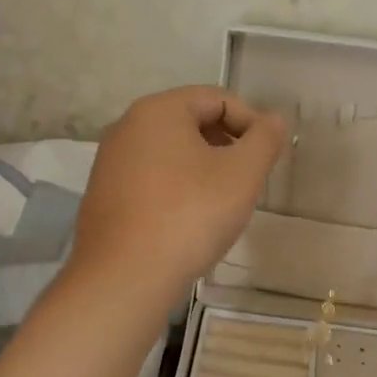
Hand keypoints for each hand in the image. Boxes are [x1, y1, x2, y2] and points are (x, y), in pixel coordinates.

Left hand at [72, 86, 287, 300]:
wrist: (124, 278)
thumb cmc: (189, 216)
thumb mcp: (242, 174)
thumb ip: (265, 140)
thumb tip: (272, 121)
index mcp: (158, 110)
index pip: (217, 98)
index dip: (251, 122)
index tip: (268, 157)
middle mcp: (127, 127)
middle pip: (192, 123)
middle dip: (227, 146)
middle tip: (249, 180)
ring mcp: (110, 163)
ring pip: (171, 153)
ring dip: (204, 169)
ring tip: (223, 204)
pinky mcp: (104, 197)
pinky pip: (152, 179)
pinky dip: (178, 190)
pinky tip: (190, 222)